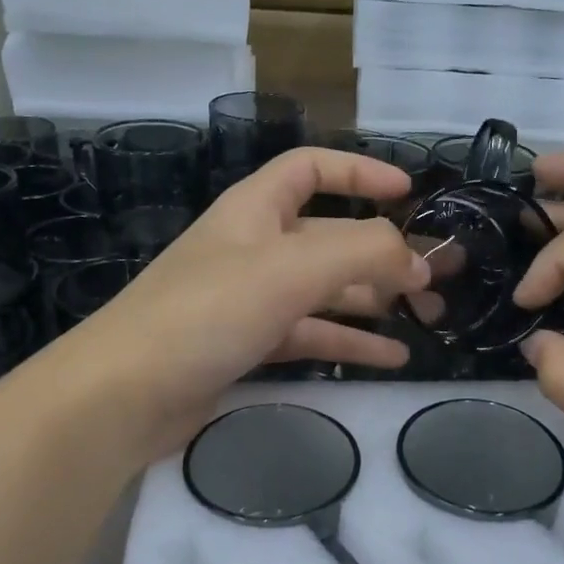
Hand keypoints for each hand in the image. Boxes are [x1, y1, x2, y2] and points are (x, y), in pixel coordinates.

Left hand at [36, 148, 429, 462]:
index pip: (311, 168)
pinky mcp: (248, 346)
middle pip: (330, 237)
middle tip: (438, 278)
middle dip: (385, 253)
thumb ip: (362, 252)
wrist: (125, 395)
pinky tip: (392, 357)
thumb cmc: (207, 312)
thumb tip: (416, 261)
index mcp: (256, 210)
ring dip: (376, 301)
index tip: (409, 191)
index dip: (360, 172)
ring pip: (326, 291)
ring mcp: (250, 300)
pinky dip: (351, 342)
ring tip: (429, 319)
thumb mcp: (291, 268)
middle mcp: (254, 248)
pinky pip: (311, 334)